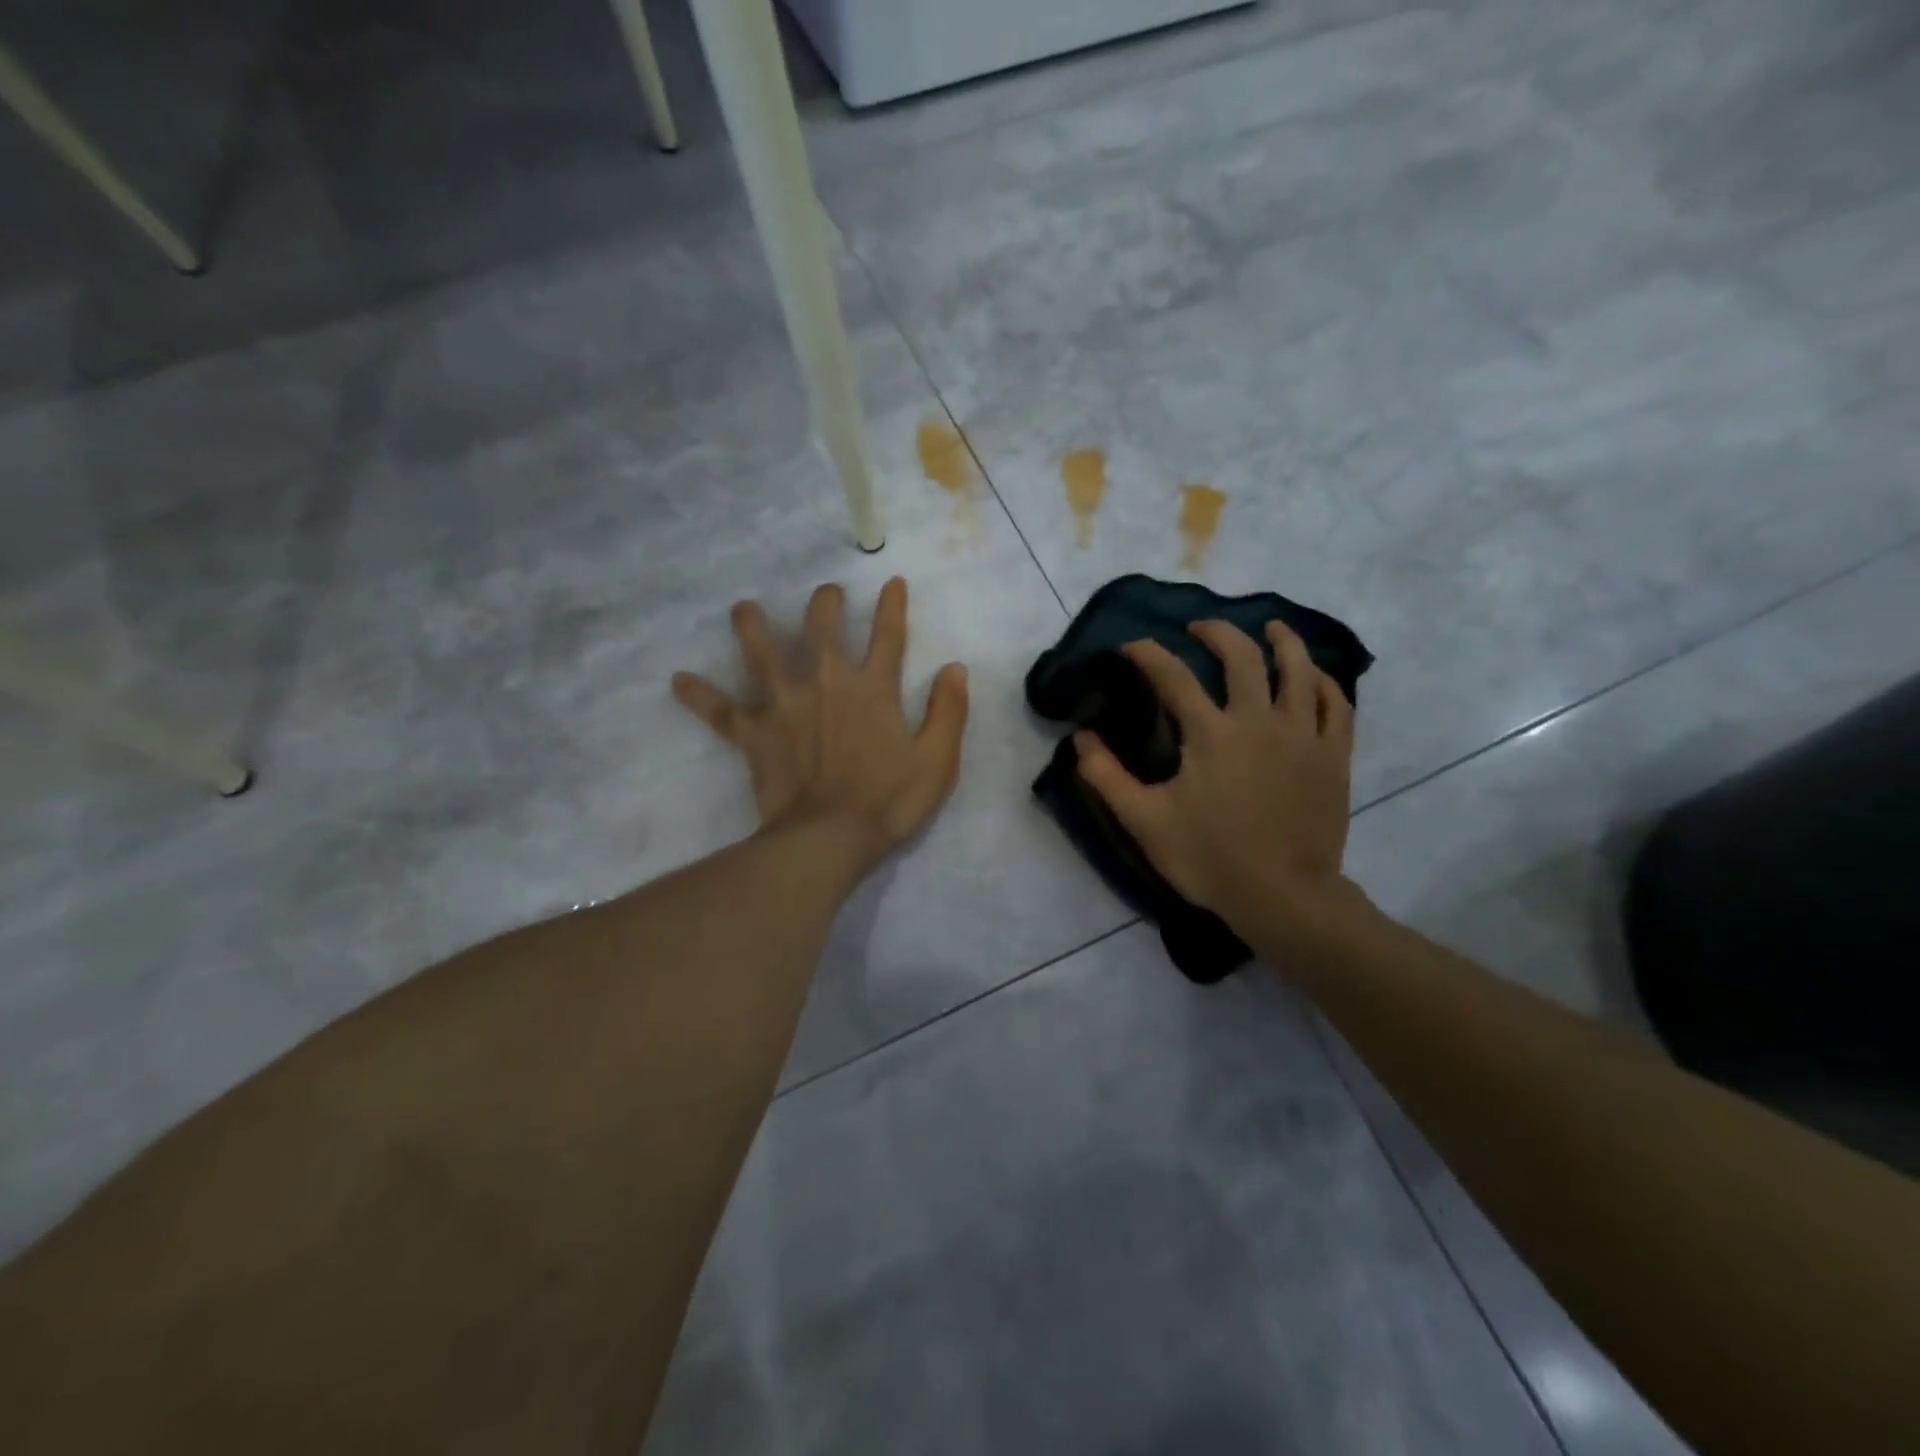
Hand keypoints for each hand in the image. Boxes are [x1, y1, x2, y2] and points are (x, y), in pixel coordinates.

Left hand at [672, 577, 969, 874]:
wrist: (829, 837)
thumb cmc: (889, 802)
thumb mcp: (937, 760)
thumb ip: (948, 711)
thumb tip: (955, 668)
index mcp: (873, 690)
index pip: (887, 637)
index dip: (891, 606)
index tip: (891, 581)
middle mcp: (827, 685)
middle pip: (821, 630)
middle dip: (824, 605)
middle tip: (825, 593)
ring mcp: (786, 706)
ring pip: (764, 656)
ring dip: (753, 628)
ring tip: (742, 608)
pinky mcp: (756, 734)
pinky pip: (723, 712)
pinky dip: (701, 697)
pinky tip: (679, 681)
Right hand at [1074, 619, 1355, 931]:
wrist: (1283, 897)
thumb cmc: (1209, 858)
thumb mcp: (1144, 821)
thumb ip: (1105, 776)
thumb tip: (1081, 736)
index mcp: (1210, 733)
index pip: (1172, 676)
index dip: (1147, 653)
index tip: (1131, 646)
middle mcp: (1258, 720)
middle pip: (1241, 656)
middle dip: (1216, 633)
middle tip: (1199, 629)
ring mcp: (1303, 735)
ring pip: (1298, 669)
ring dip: (1282, 640)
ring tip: (1270, 628)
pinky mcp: (1334, 756)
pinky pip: (1335, 705)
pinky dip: (1323, 682)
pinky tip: (1313, 676)